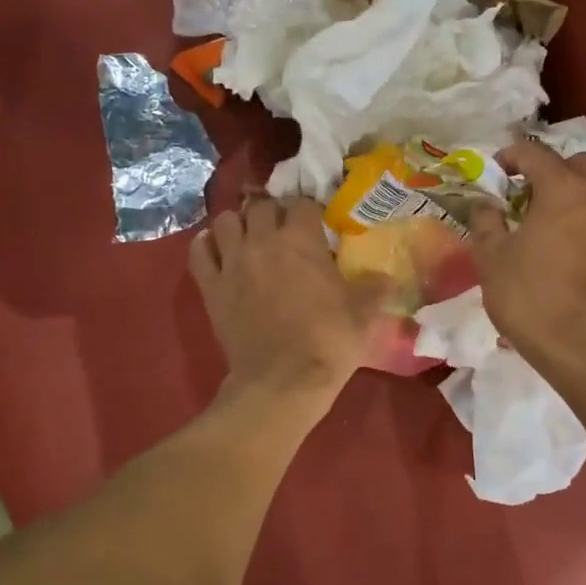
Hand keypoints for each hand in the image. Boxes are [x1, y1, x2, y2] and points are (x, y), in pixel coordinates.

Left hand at [192, 193, 387, 400]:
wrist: (282, 381)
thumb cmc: (328, 342)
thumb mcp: (363, 314)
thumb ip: (375, 288)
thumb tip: (386, 278)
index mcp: (301, 239)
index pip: (301, 203)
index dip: (308, 211)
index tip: (315, 225)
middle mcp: (263, 240)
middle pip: (260, 205)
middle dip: (272, 212)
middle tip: (282, 230)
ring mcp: (232, 261)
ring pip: (226, 220)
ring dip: (238, 223)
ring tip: (248, 237)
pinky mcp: (210, 286)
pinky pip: (199, 251)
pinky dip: (207, 245)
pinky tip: (217, 251)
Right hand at [469, 142, 585, 377]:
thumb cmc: (532, 297)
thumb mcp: (491, 258)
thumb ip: (486, 222)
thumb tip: (486, 205)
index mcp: (563, 189)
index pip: (536, 153)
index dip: (511, 156)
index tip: (496, 170)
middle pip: (580, 162)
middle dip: (553, 169)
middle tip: (528, 193)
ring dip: (577, 193)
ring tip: (552, 220)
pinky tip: (576, 245)